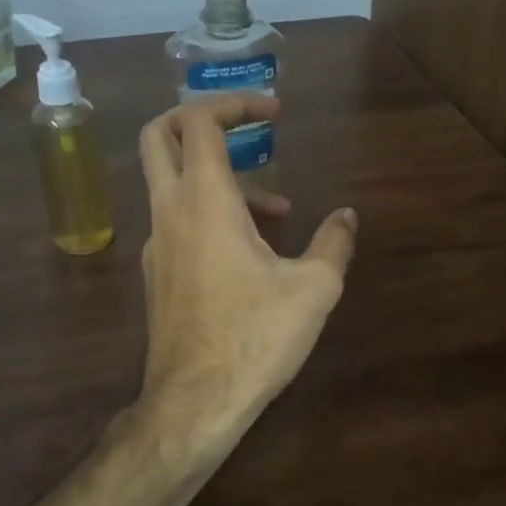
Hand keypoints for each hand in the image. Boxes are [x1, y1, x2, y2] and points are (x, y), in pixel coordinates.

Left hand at [137, 93, 357, 454]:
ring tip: (278, 212)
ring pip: (174, 184)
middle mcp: (170, 212)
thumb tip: (348, 216)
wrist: (194, 402)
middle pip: (160, 138)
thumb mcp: (314, 288)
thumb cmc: (254, 337)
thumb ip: (334, 243)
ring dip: (221, 179)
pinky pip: (180, 222)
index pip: (200, 122)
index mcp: (204, 201)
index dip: (234, 102)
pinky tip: (253, 253)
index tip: (273, 111)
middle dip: (199, 118)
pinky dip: (212, 214)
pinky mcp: (159, 274)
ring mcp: (158, 244)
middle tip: (244, 126)